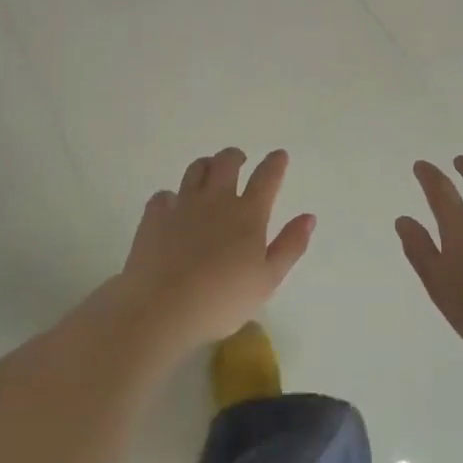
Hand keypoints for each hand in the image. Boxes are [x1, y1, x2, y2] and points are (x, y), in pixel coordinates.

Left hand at [118, 148, 314, 351]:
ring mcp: (182, 205)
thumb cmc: (222, 300)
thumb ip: (290, 246)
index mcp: (248, 214)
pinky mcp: (154, 217)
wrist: (162, 308)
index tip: (279, 155)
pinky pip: (163, 195)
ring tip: (209, 171)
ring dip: (206, 166)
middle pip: (227, 162)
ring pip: (195, 170)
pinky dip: (171, 197)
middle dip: (236, 156)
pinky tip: (172, 206)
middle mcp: (216, 200)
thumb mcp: (268, 280)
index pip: (266, 178)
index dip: (275, 163)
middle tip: (240, 160)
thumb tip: (308, 217)